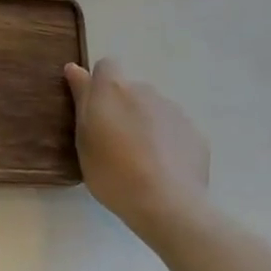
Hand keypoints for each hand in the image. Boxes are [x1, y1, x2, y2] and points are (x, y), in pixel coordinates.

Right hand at [64, 57, 210, 238]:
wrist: (168, 205)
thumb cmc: (113, 172)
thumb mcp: (83, 139)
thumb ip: (81, 99)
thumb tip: (75, 69)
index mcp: (113, 89)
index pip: (106, 66)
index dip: (99, 84)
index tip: (95, 111)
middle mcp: (145, 90)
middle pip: (130, 90)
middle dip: (123, 108)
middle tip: (115, 143)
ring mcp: (174, 110)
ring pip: (154, 110)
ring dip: (146, 124)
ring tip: (142, 161)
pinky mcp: (196, 133)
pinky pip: (175, 130)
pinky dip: (168, 143)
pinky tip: (165, 171)